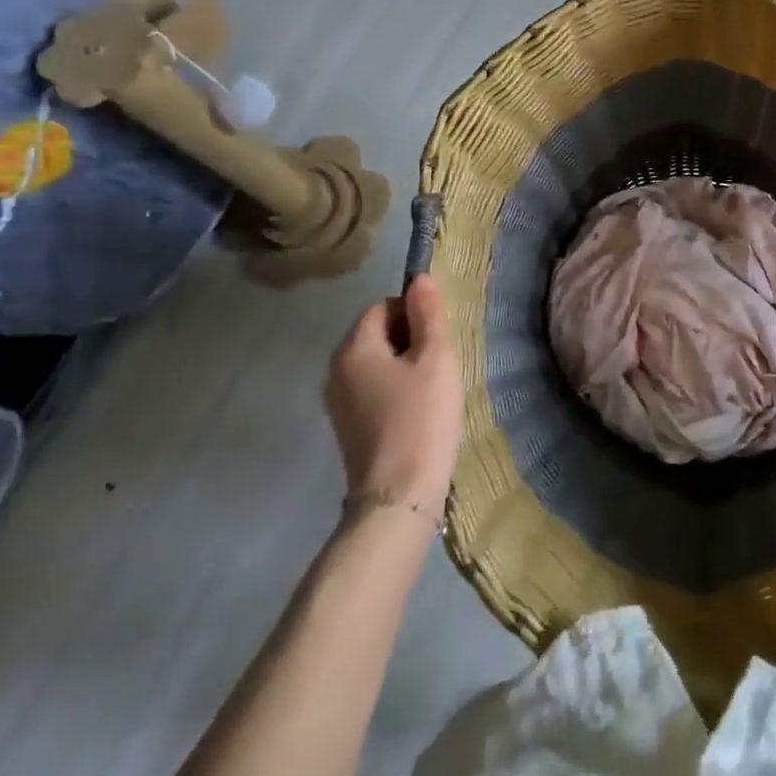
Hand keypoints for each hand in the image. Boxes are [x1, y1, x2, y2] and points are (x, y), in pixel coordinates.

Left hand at [325, 275, 463, 519]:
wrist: (399, 497)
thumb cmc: (421, 419)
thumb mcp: (434, 359)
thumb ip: (428, 315)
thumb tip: (419, 278)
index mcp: (353, 349)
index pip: (383, 307)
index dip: (414, 313)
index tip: (439, 338)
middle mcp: (335, 371)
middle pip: (376, 334)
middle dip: (409, 339)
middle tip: (440, 362)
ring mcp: (338, 402)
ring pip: (376, 364)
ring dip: (404, 366)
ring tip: (432, 388)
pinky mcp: (347, 428)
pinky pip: (372, 390)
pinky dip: (394, 390)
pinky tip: (417, 411)